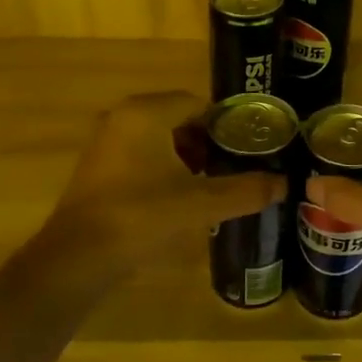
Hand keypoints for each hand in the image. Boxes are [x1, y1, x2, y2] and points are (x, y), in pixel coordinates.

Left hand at [40, 91, 286, 269]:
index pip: (198, 103)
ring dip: (187, 157)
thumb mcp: (200, 203)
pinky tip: (181, 197)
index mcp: (146, 112)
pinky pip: (141, 155)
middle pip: (179, 119)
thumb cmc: (141, 216)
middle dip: (208, 142)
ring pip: (160, 139)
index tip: (249, 148)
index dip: (227, 125)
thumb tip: (284, 184)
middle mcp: (123, 117)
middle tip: (236, 167)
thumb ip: (245, 190)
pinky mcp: (98, 167)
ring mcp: (106, 142)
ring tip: (213, 184)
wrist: (77, 258)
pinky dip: (164, 168)